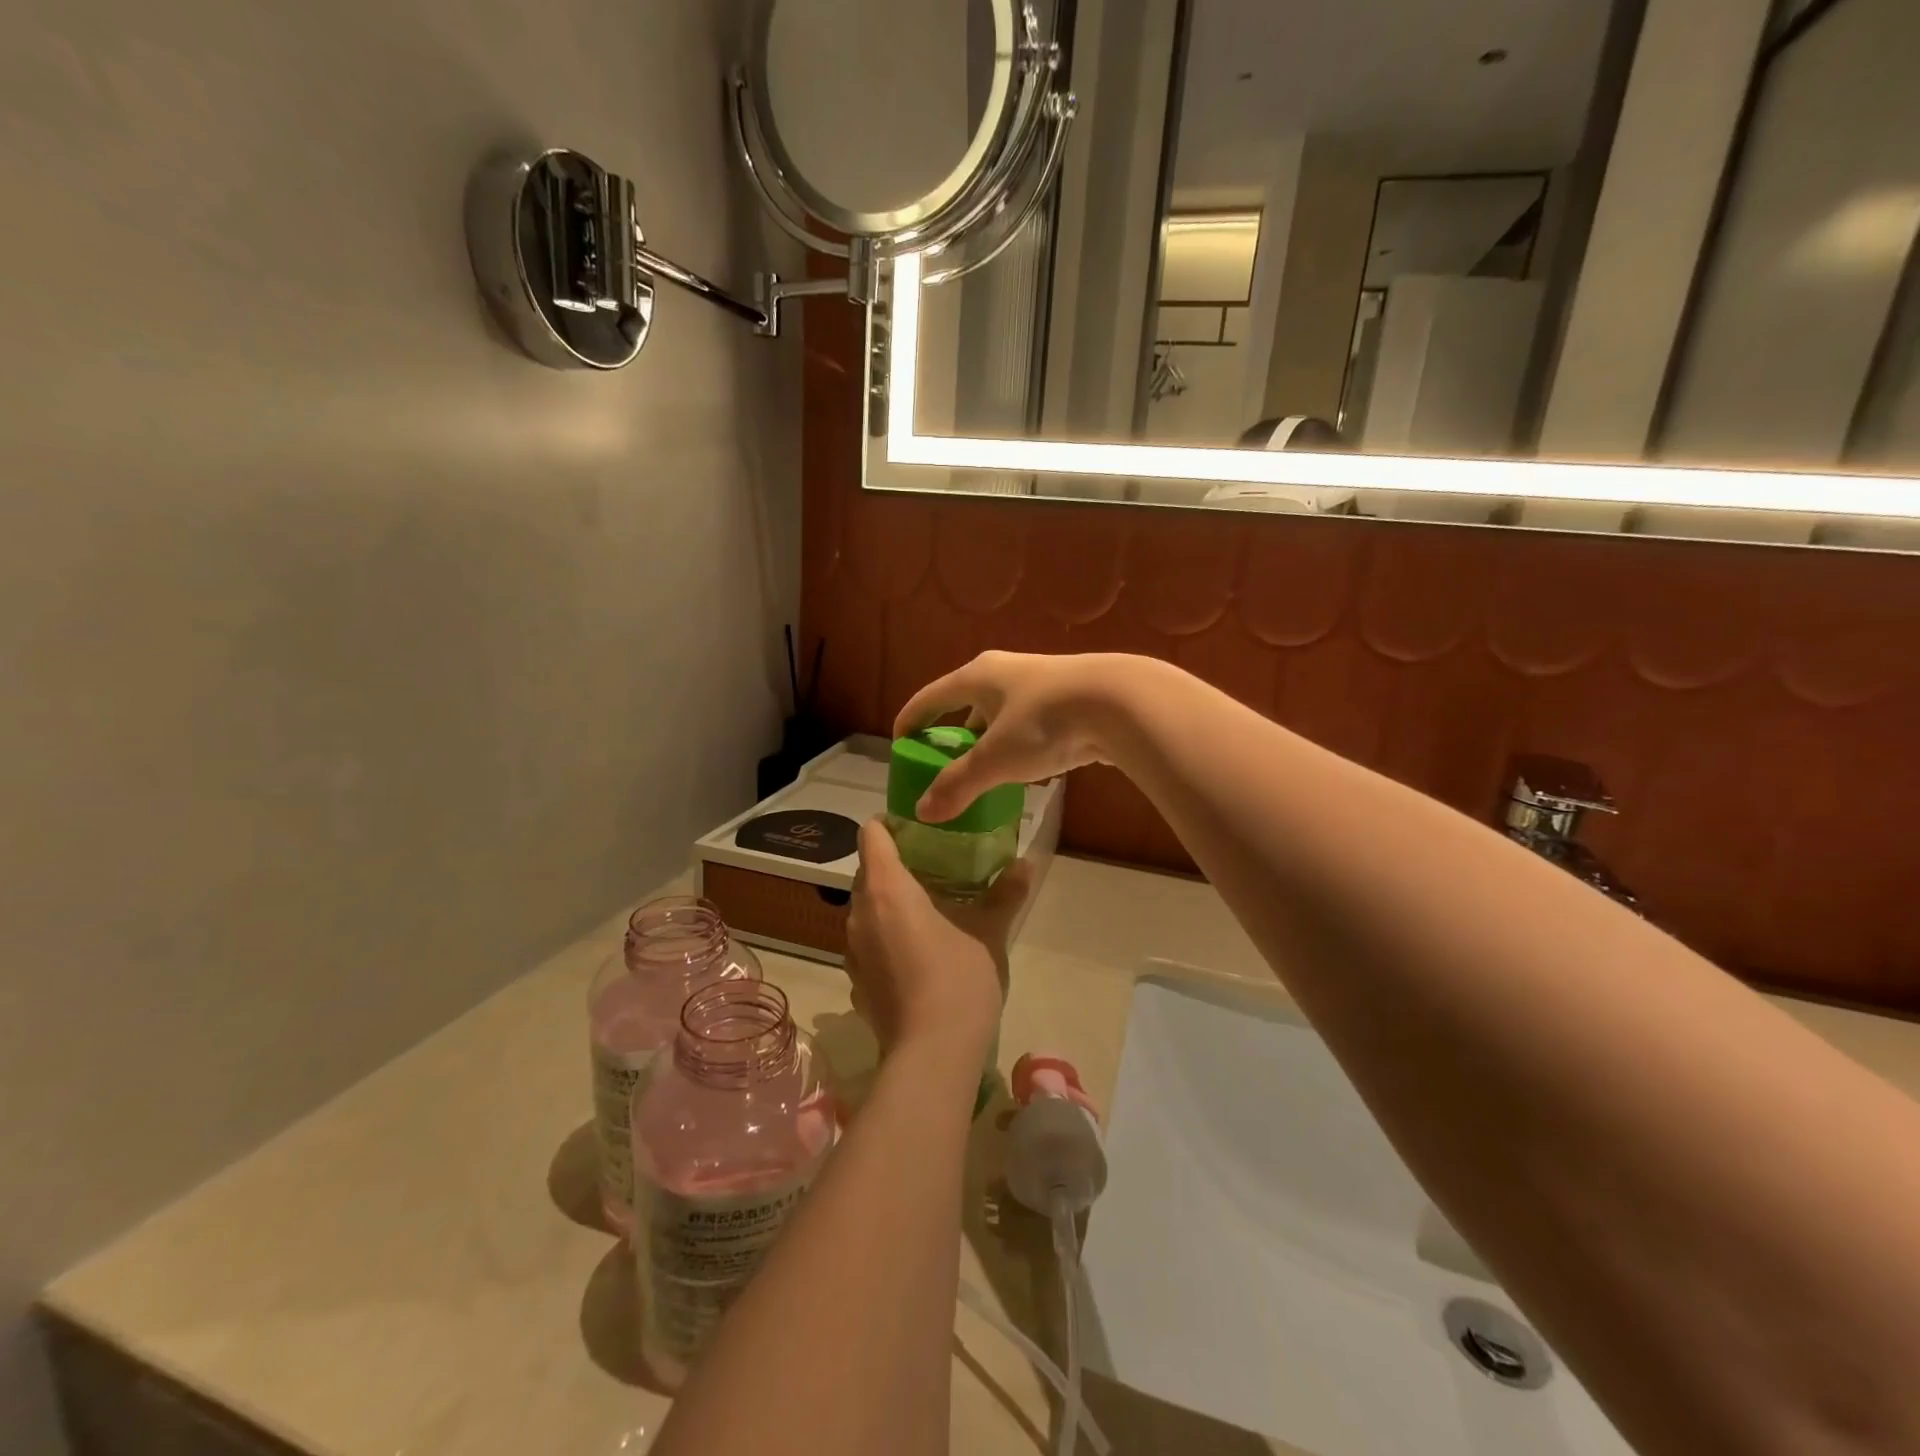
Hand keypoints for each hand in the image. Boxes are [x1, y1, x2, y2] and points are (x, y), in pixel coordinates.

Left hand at [846, 819, 1034, 1056]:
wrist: (932, 1056)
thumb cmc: (959, 979)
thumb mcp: (989, 932)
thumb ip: (1005, 893)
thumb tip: (1026, 864)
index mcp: (886, 889)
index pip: (871, 835)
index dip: (890, 824)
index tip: (919, 828)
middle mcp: (859, 913)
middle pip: (868, 871)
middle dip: (895, 864)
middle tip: (934, 865)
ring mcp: (852, 950)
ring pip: (865, 908)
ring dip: (889, 902)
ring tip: (928, 907)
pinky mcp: (856, 981)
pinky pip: (867, 942)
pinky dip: (886, 935)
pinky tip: (916, 951)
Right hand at [895, 651, 1151, 822]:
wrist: (1121, 703)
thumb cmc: (1045, 722)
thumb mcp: (995, 758)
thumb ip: (958, 784)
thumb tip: (923, 812)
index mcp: (978, 677)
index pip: (931, 696)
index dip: (911, 719)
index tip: (899, 743)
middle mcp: (1005, 673)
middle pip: (966, 702)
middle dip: (952, 731)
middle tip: (941, 761)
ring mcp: (1040, 683)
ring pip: (1001, 714)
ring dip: (987, 739)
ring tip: (981, 769)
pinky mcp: (1068, 700)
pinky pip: (1029, 723)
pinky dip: (1016, 743)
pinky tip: (1023, 766)